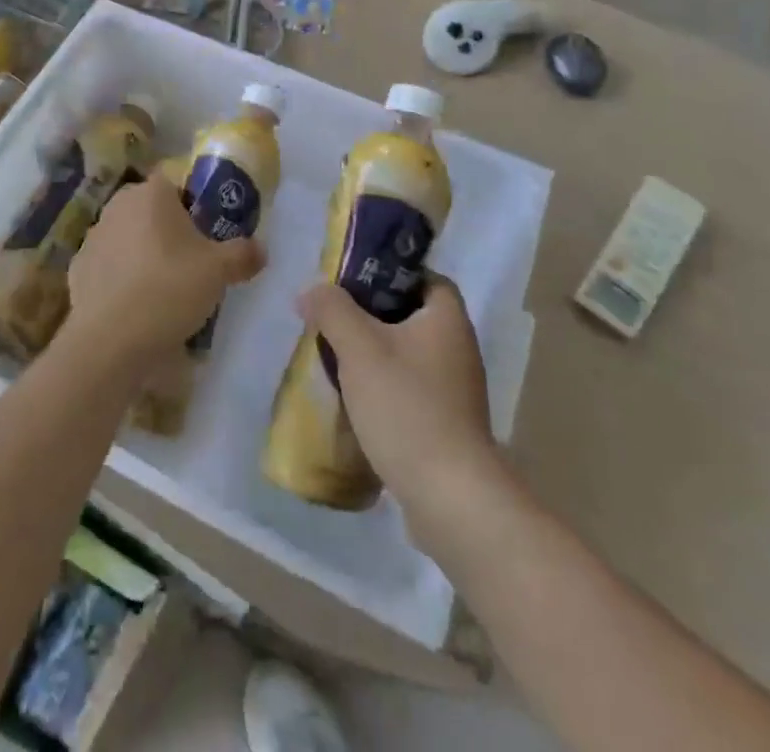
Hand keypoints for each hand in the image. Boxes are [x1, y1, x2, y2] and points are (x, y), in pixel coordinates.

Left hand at [65, 177, 262, 372]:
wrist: (108, 340)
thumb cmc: (168, 289)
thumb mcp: (219, 271)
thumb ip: (243, 254)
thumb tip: (260, 250)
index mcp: (152, 193)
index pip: (178, 183)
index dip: (197, 205)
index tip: (209, 234)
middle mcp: (118, 205)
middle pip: (153, 211)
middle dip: (171, 231)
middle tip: (193, 264)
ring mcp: (93, 236)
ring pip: (131, 237)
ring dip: (146, 254)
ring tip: (165, 291)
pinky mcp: (78, 268)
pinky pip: (111, 266)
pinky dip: (123, 279)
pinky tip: (137, 307)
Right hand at [297, 276, 502, 513]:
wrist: (450, 497)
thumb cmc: (407, 407)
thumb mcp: (360, 348)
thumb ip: (332, 310)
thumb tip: (312, 291)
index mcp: (447, 318)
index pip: (423, 277)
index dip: (389, 272)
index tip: (352, 281)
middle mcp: (458, 348)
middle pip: (410, 315)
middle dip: (371, 316)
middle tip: (333, 318)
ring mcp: (455, 390)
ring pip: (407, 354)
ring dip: (374, 354)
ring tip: (334, 357)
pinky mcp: (446, 424)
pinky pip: (410, 389)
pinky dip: (384, 388)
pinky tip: (354, 400)